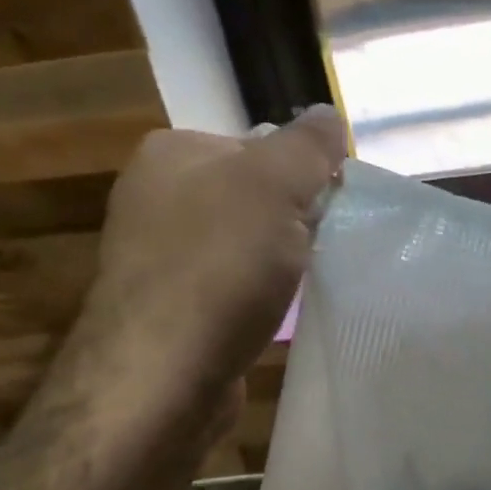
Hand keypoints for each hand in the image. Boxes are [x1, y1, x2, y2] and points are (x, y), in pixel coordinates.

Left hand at [68, 107, 347, 422]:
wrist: (162, 374)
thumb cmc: (219, 267)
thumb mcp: (275, 186)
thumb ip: (308, 145)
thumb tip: (329, 115)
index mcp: (172, 153)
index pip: (259, 146)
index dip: (305, 174)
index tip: (334, 208)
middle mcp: (156, 197)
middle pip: (253, 196)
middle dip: (294, 219)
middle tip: (326, 246)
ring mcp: (159, 256)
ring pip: (244, 243)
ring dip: (280, 260)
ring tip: (306, 282)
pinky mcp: (171, 308)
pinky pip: (232, 286)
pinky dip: (259, 295)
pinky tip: (275, 313)